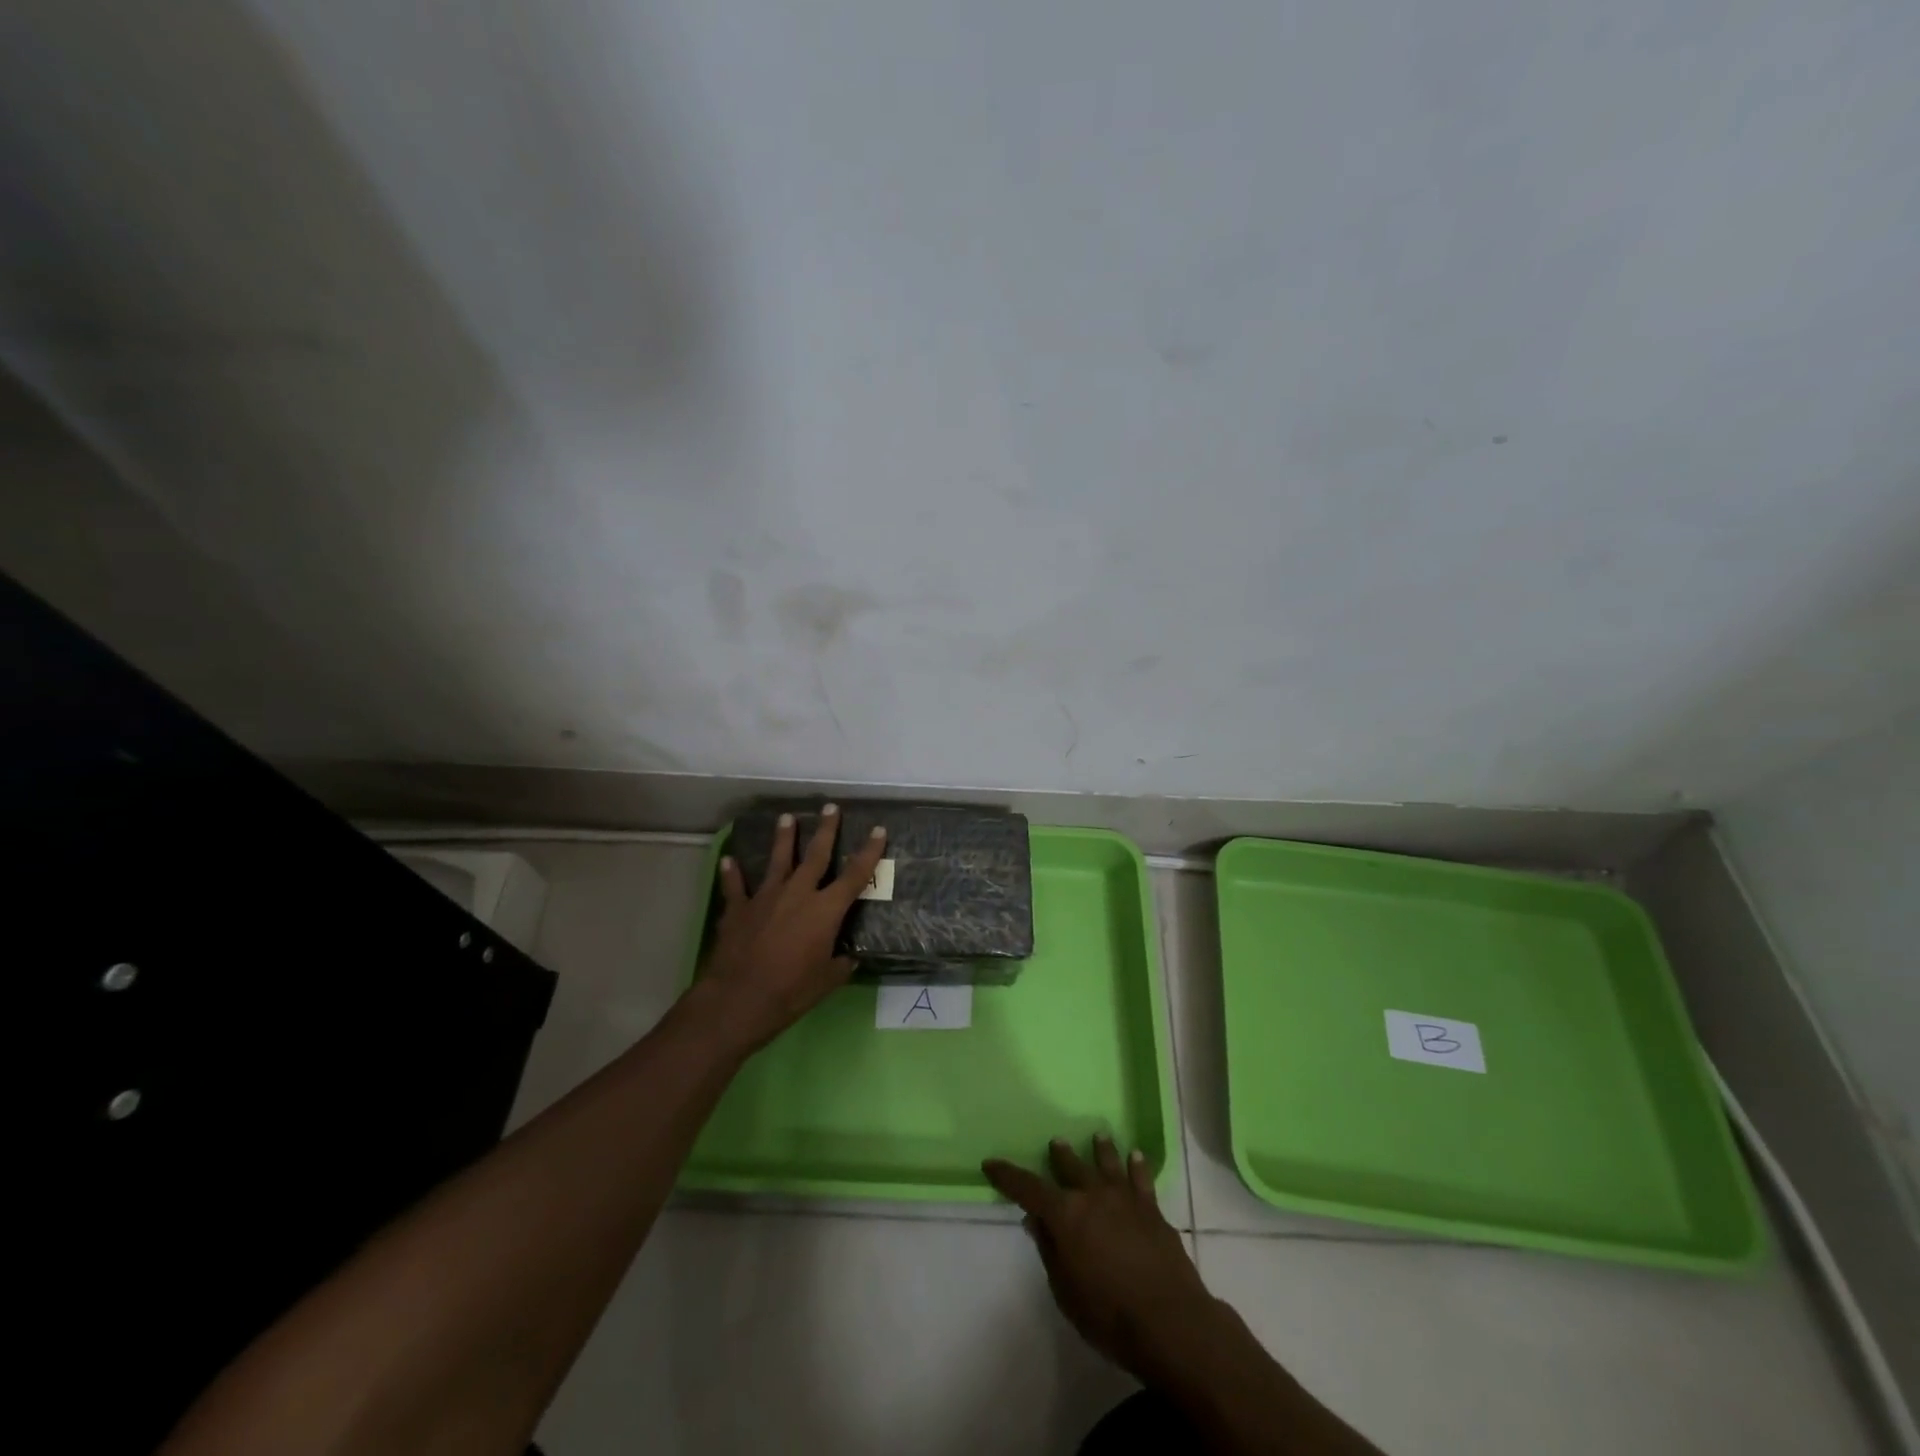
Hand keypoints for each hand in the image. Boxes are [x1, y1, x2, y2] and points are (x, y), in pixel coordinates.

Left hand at [699, 803, 888, 1052]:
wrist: (738, 999)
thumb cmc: (791, 991)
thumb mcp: (827, 981)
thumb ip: (840, 964)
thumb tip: (848, 958)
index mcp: (825, 910)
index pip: (855, 875)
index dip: (869, 852)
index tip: (879, 830)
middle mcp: (798, 894)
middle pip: (815, 855)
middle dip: (826, 830)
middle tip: (830, 807)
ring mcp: (765, 898)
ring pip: (777, 860)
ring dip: (784, 838)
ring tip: (787, 817)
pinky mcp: (738, 909)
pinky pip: (735, 886)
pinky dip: (732, 872)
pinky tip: (728, 859)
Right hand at [984, 1135, 1221, 1385]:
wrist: (1170, 1322)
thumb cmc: (1109, 1315)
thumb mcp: (1065, 1291)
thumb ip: (1050, 1251)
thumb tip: (1036, 1220)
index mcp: (1066, 1215)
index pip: (1028, 1188)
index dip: (1007, 1175)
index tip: (991, 1163)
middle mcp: (1093, 1196)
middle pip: (1072, 1167)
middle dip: (1061, 1156)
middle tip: (1056, 1143)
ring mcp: (1125, 1199)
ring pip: (1108, 1164)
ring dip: (1101, 1150)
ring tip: (1098, 1137)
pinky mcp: (1152, 1210)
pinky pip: (1142, 1179)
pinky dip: (1137, 1166)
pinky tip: (1136, 1156)